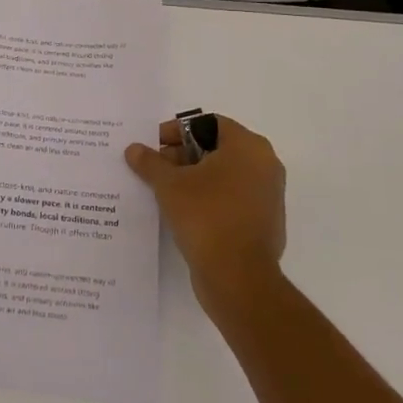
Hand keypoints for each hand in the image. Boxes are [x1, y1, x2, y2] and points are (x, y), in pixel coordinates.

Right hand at [127, 115, 285, 313]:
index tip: (155, 146)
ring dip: (195, 178)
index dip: (178, 131)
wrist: (238, 278)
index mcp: (248, 146)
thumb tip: (134, 149)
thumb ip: (151, 162)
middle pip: (217, 148)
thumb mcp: (169, 185)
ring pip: (225, 175)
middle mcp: (265, 164)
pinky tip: (186, 213)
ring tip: (166, 192)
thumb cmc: (206, 217)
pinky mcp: (265, 222)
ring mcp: (268, 195)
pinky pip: (233, 199)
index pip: (208, 123)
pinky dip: (210, 199)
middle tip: (156, 170)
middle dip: (183, 156)